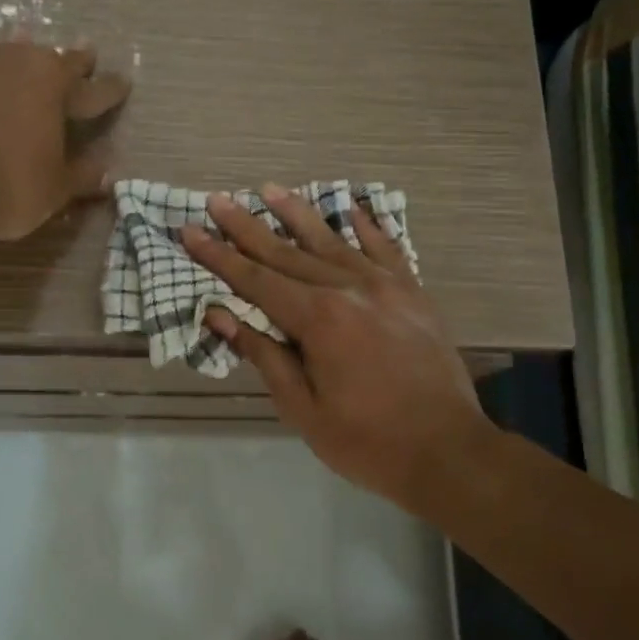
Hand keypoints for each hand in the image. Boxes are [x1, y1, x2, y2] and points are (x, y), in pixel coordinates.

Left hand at [0, 33, 129, 242]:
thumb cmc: (6, 188)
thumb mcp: (55, 190)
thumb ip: (82, 175)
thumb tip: (107, 171)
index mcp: (54, 85)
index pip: (94, 89)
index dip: (111, 89)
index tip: (124, 82)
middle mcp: (14, 59)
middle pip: (48, 56)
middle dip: (68, 60)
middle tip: (83, 54)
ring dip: (7, 53)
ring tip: (11, 48)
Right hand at [179, 186, 494, 505]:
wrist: (448, 450)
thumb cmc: (367, 441)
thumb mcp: (303, 409)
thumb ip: (264, 355)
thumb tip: (219, 315)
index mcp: (319, 319)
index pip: (256, 280)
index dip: (219, 256)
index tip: (190, 231)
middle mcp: (349, 289)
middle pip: (287, 252)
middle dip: (247, 227)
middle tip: (217, 200)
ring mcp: (386, 286)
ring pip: (333, 242)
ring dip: (298, 214)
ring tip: (269, 189)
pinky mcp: (413, 293)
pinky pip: (386, 250)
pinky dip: (367, 227)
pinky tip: (352, 209)